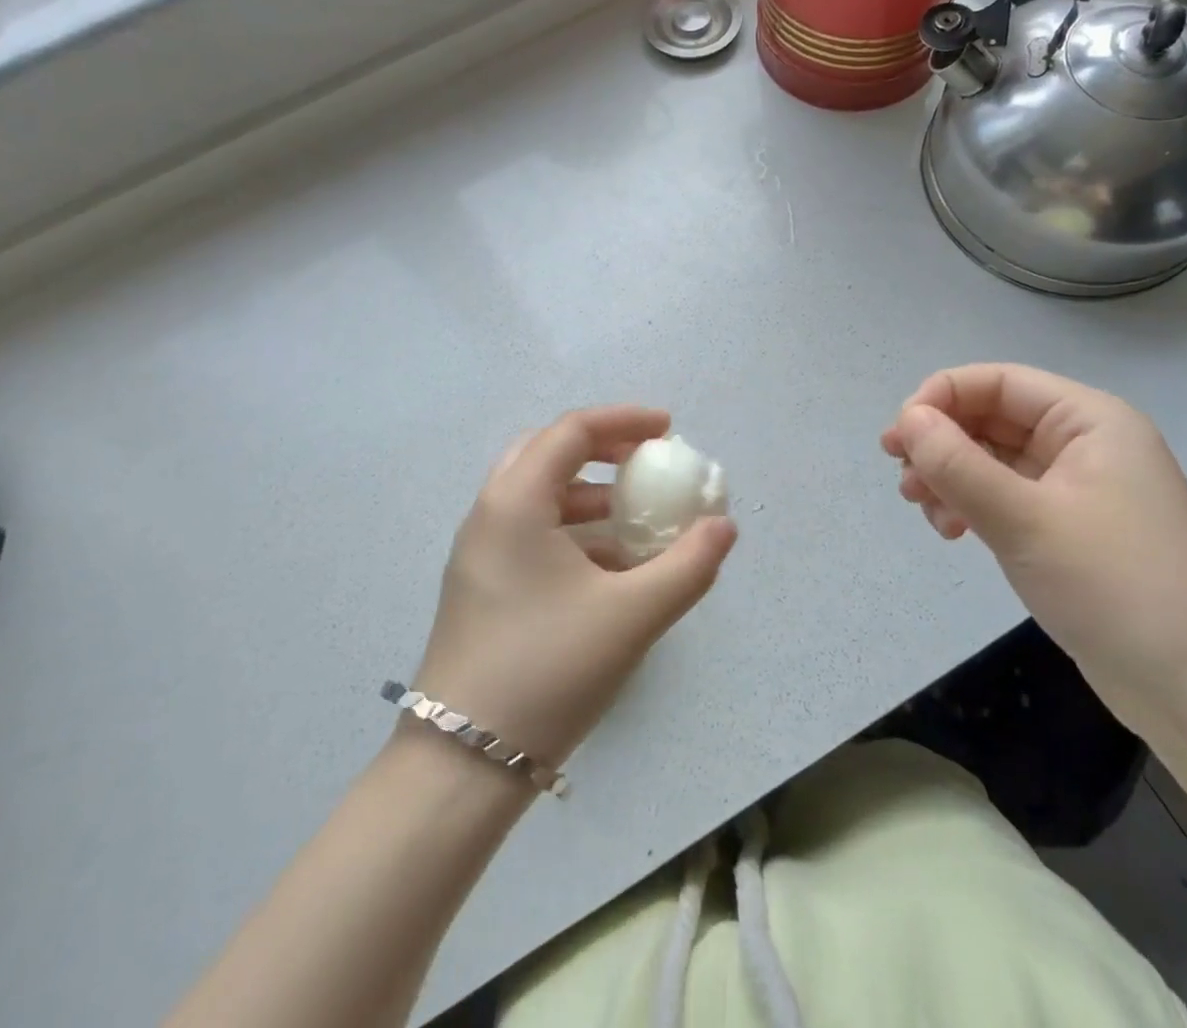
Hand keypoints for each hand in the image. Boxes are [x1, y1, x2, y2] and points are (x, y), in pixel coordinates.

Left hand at [412, 406, 737, 768]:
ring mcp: (479, 552)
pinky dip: (571, 527)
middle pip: (547, 452)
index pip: (572, 432)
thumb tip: (724, 527)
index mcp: (515, 502)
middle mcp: (489, 514)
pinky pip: (530, 530)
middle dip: (601, 448)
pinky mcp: (481, 585)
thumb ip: (688, 565)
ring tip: (634, 515)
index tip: (669, 430)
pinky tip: (609, 565)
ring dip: (587, 492)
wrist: (462, 766)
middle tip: (645, 462)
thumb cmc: (548, 670)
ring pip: (536, 494)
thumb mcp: (632, 615)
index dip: (624, 421)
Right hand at [881, 365, 1186, 726]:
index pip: (998, 382)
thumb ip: (957, 463)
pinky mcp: (1070, 526)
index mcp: (1090, 420)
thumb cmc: (1116, 589)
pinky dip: (972, 504)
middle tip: (902, 478)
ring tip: (924, 510)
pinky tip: (952, 531)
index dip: (940, 398)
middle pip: (992, 417)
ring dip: (951, 476)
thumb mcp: (1024, 519)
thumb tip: (907, 420)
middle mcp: (1085, 442)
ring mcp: (1079, 486)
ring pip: (994, 457)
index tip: (897, 439)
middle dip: (941, 443)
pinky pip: (1006, 494)